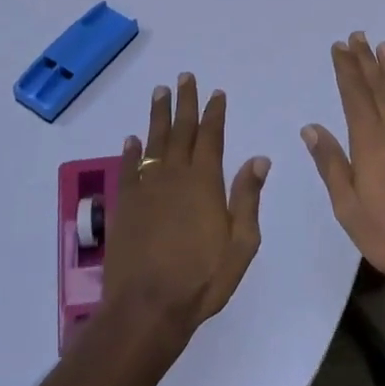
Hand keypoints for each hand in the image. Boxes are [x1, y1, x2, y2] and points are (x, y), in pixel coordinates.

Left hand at [103, 72, 270, 338]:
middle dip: (185, 102)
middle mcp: (174, 176)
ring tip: (159, 91)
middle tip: (184, 77)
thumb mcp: (241, 244)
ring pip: (153, 141)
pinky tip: (131, 139)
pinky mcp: (125, 205)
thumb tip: (259, 159)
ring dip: (158, 115)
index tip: (216, 93)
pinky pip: (128, 169)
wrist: (147, 308)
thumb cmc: (201, 279)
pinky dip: (130, 151)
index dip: (214, 113)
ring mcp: (146, 189)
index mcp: (204, 183)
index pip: (211, 137)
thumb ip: (248, 198)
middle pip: (180, 130)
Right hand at [303, 32, 384, 313]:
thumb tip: (311, 128)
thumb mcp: (349, 207)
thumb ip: (331, 164)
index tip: (340, 47)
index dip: (347, 69)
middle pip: (378, 88)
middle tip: (358, 36)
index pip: (355, 95)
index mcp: (370, 142)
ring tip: (384, 47)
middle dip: (366, 61)